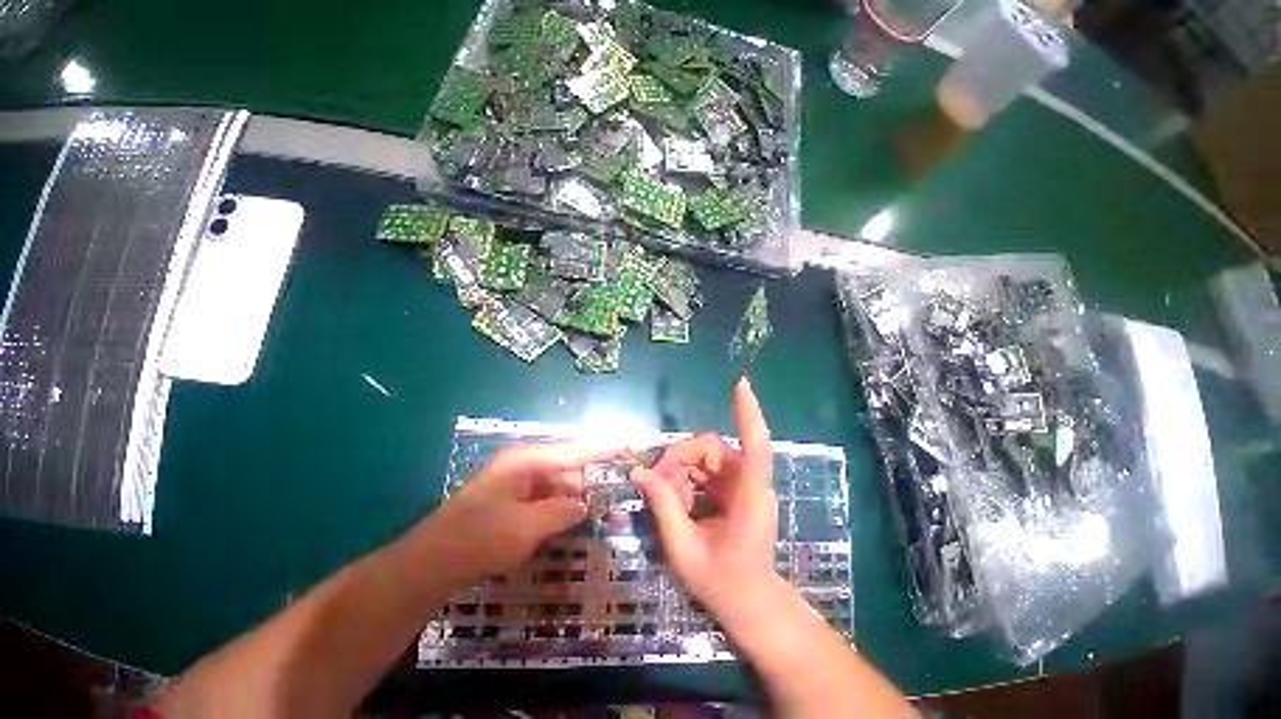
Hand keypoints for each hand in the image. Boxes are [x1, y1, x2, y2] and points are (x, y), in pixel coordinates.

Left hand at [419, 443, 618, 585]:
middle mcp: (523, 465)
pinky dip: (557, 509)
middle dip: (588, 481)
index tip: (628, 445)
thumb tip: (584, 505)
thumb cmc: (478, 539)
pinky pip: (544, 498)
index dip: (603, 449)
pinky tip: (569, 524)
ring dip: (573, 499)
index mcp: (526, 460)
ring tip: (595, 515)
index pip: (575, 450)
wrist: (429, 565)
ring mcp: (515, 482)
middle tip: (612, 498)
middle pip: (567, 467)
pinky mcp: (511, 500)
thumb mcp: (526, 527)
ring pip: (556, 484)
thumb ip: (561, 511)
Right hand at [632, 378, 779, 614]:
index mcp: (749, 497)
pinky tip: (680, 504)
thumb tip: (638, 472)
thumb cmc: (722, 584)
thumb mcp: (683, 549)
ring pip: (704, 459)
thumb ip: (662, 506)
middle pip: (709, 449)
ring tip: (668, 502)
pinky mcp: (736, 489)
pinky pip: (705, 471)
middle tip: (655, 487)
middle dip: (678, 462)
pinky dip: (687, 482)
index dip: (747, 413)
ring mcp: (744, 485)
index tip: (740, 384)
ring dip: (680, 474)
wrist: (751, 606)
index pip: (755, 446)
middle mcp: (750, 483)